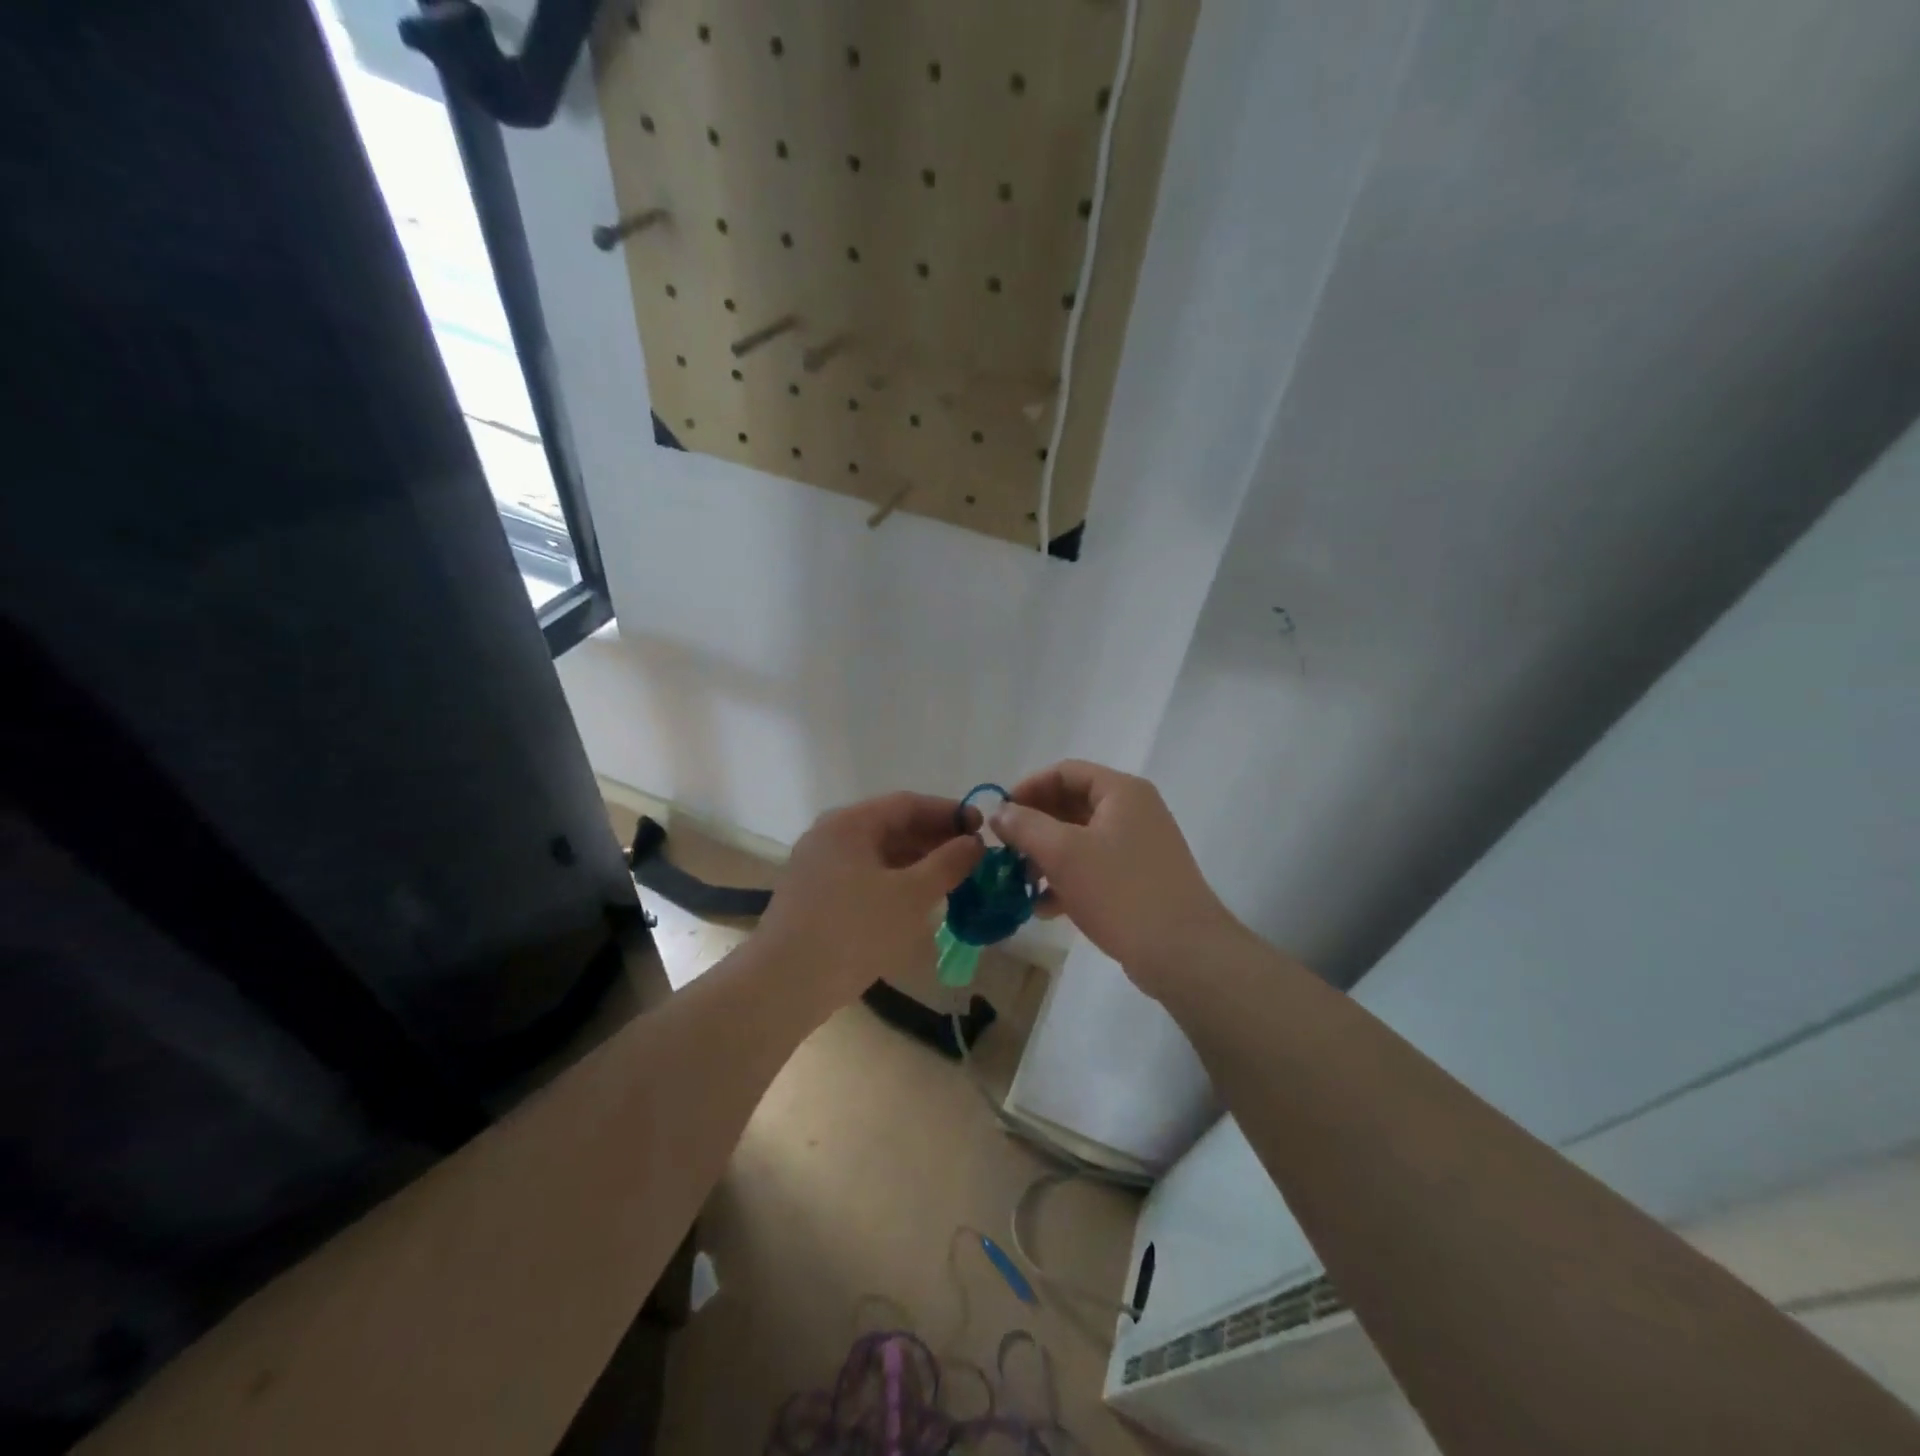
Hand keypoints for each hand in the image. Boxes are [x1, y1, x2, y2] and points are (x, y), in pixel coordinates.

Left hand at [758, 792, 984, 1017]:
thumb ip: (947, 864)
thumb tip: (973, 843)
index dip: (948, 813)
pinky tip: (915, 902)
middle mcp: (830, 836)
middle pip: (890, 826)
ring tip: (951, 881)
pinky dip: (893, 882)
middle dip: (934, 839)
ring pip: (877, 854)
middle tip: (972, 858)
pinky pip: (863, 876)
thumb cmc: (853, 930)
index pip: (907, 804)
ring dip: (916, 863)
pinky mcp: (814, 896)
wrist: (783, 985)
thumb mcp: (910, 895)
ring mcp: (818, 867)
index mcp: (850, 823)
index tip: (982, 829)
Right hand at [991, 760, 1238, 996]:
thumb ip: (1025, 826)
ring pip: (1080, 840)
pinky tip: (1044, 907)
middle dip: (1035, 826)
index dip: (1028, 787)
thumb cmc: (1121, 892)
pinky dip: (1067, 880)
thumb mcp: (1063, 853)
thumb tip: (999, 812)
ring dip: (1046, 856)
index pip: (1065, 772)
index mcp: (1121, 792)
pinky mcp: (1139, 880)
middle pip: (1072, 804)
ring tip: (1020, 882)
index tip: (999, 815)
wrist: (1183, 953)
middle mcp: (1134, 812)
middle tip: (1005, 849)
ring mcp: (1139, 847)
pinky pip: (1094, 868)